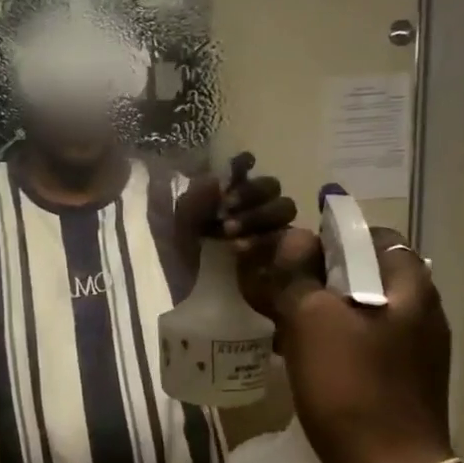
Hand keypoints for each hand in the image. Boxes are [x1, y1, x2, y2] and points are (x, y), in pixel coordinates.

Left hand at [171, 150, 297, 281]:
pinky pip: (284, 238)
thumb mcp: (179, 226)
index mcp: (228, 197)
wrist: (190, 298)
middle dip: (251, 192)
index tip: (241, 165)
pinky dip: (263, 239)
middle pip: (270, 185)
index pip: (246, 170)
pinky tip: (240, 248)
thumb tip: (217, 179)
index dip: (245, 164)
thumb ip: (195, 199)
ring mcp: (271, 230)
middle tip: (227, 206)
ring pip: (284, 207)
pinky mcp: (282, 255)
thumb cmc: (183, 259)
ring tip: (229, 232)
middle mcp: (254, 209)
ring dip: (258, 214)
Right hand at [264, 225, 456, 462]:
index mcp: (410, 288)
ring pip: (359, 312)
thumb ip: (297, 272)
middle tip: (279, 286)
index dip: (331, 236)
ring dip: (321, 310)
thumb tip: (292, 239)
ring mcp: (414, 351)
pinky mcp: (400, 382)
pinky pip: (361, 346)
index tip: (293, 252)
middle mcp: (421, 313)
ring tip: (279, 321)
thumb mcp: (312, 320)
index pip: (373, 236)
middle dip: (319, 275)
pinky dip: (331, 342)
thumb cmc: (351, 387)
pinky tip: (298, 357)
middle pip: (365, 274)